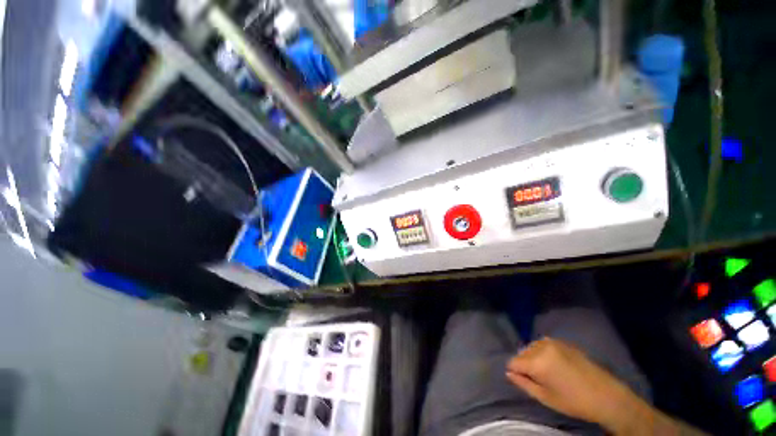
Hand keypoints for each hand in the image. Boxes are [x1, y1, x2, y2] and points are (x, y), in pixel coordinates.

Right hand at [505, 338, 644, 432]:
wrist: (606, 395)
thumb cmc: (574, 402)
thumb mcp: (545, 398)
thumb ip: (523, 384)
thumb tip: (508, 374)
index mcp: (537, 362)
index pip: (513, 362)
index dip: (516, 372)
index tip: (525, 381)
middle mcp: (541, 347)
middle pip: (521, 352)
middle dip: (524, 364)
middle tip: (538, 379)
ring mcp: (553, 342)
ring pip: (531, 347)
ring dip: (533, 357)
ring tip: (547, 372)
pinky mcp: (563, 341)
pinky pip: (543, 344)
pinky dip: (543, 352)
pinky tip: (556, 364)